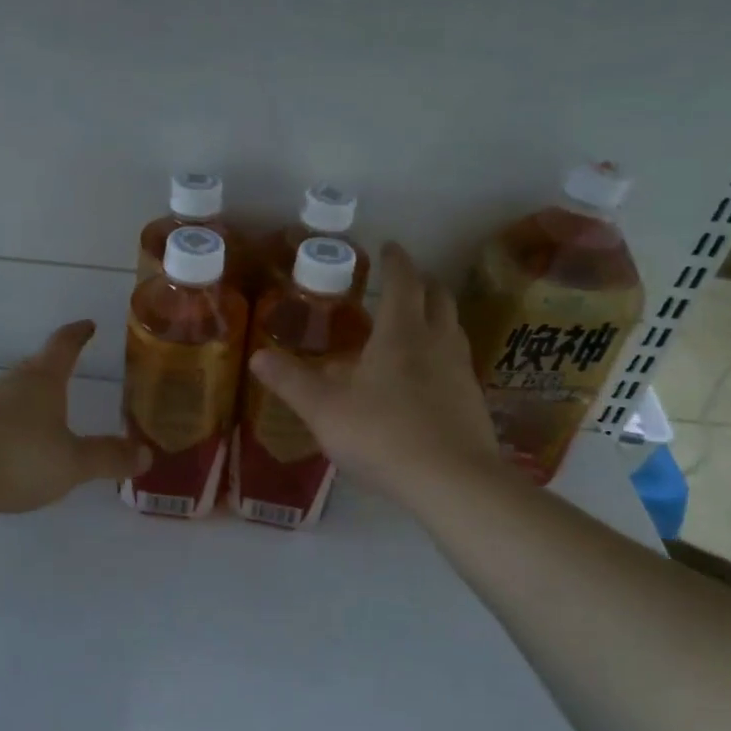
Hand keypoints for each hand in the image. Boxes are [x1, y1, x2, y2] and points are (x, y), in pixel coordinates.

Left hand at [0, 321, 149, 514]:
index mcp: (42, 380)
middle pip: (36, 368)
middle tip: (71, 374)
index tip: (88, 325)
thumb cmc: (16, 456)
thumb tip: (145, 454)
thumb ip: (107, 458)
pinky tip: (12, 450)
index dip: (78, 334)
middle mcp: (11, 383)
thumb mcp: (72, 463)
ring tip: (45, 418)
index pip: (64, 345)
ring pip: (12, 395)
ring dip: (30, 401)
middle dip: (54, 370)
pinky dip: (9, 427)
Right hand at [248, 243, 501, 506]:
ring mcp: (460, 372)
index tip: (389, 247)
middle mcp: (436, 343)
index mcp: (400, 334)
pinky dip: (444, 354)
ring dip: (437, 316)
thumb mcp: (324, 410)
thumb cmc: (382, 435)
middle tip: (404, 282)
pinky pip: (458, 362)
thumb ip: (291, 381)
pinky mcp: (473, 402)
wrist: (451, 482)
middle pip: (439, 298)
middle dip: (422, 283)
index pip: (403, 282)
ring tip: (417, 324)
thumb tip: (257, 356)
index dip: (396, 261)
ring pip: (453, 329)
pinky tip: (429, 377)